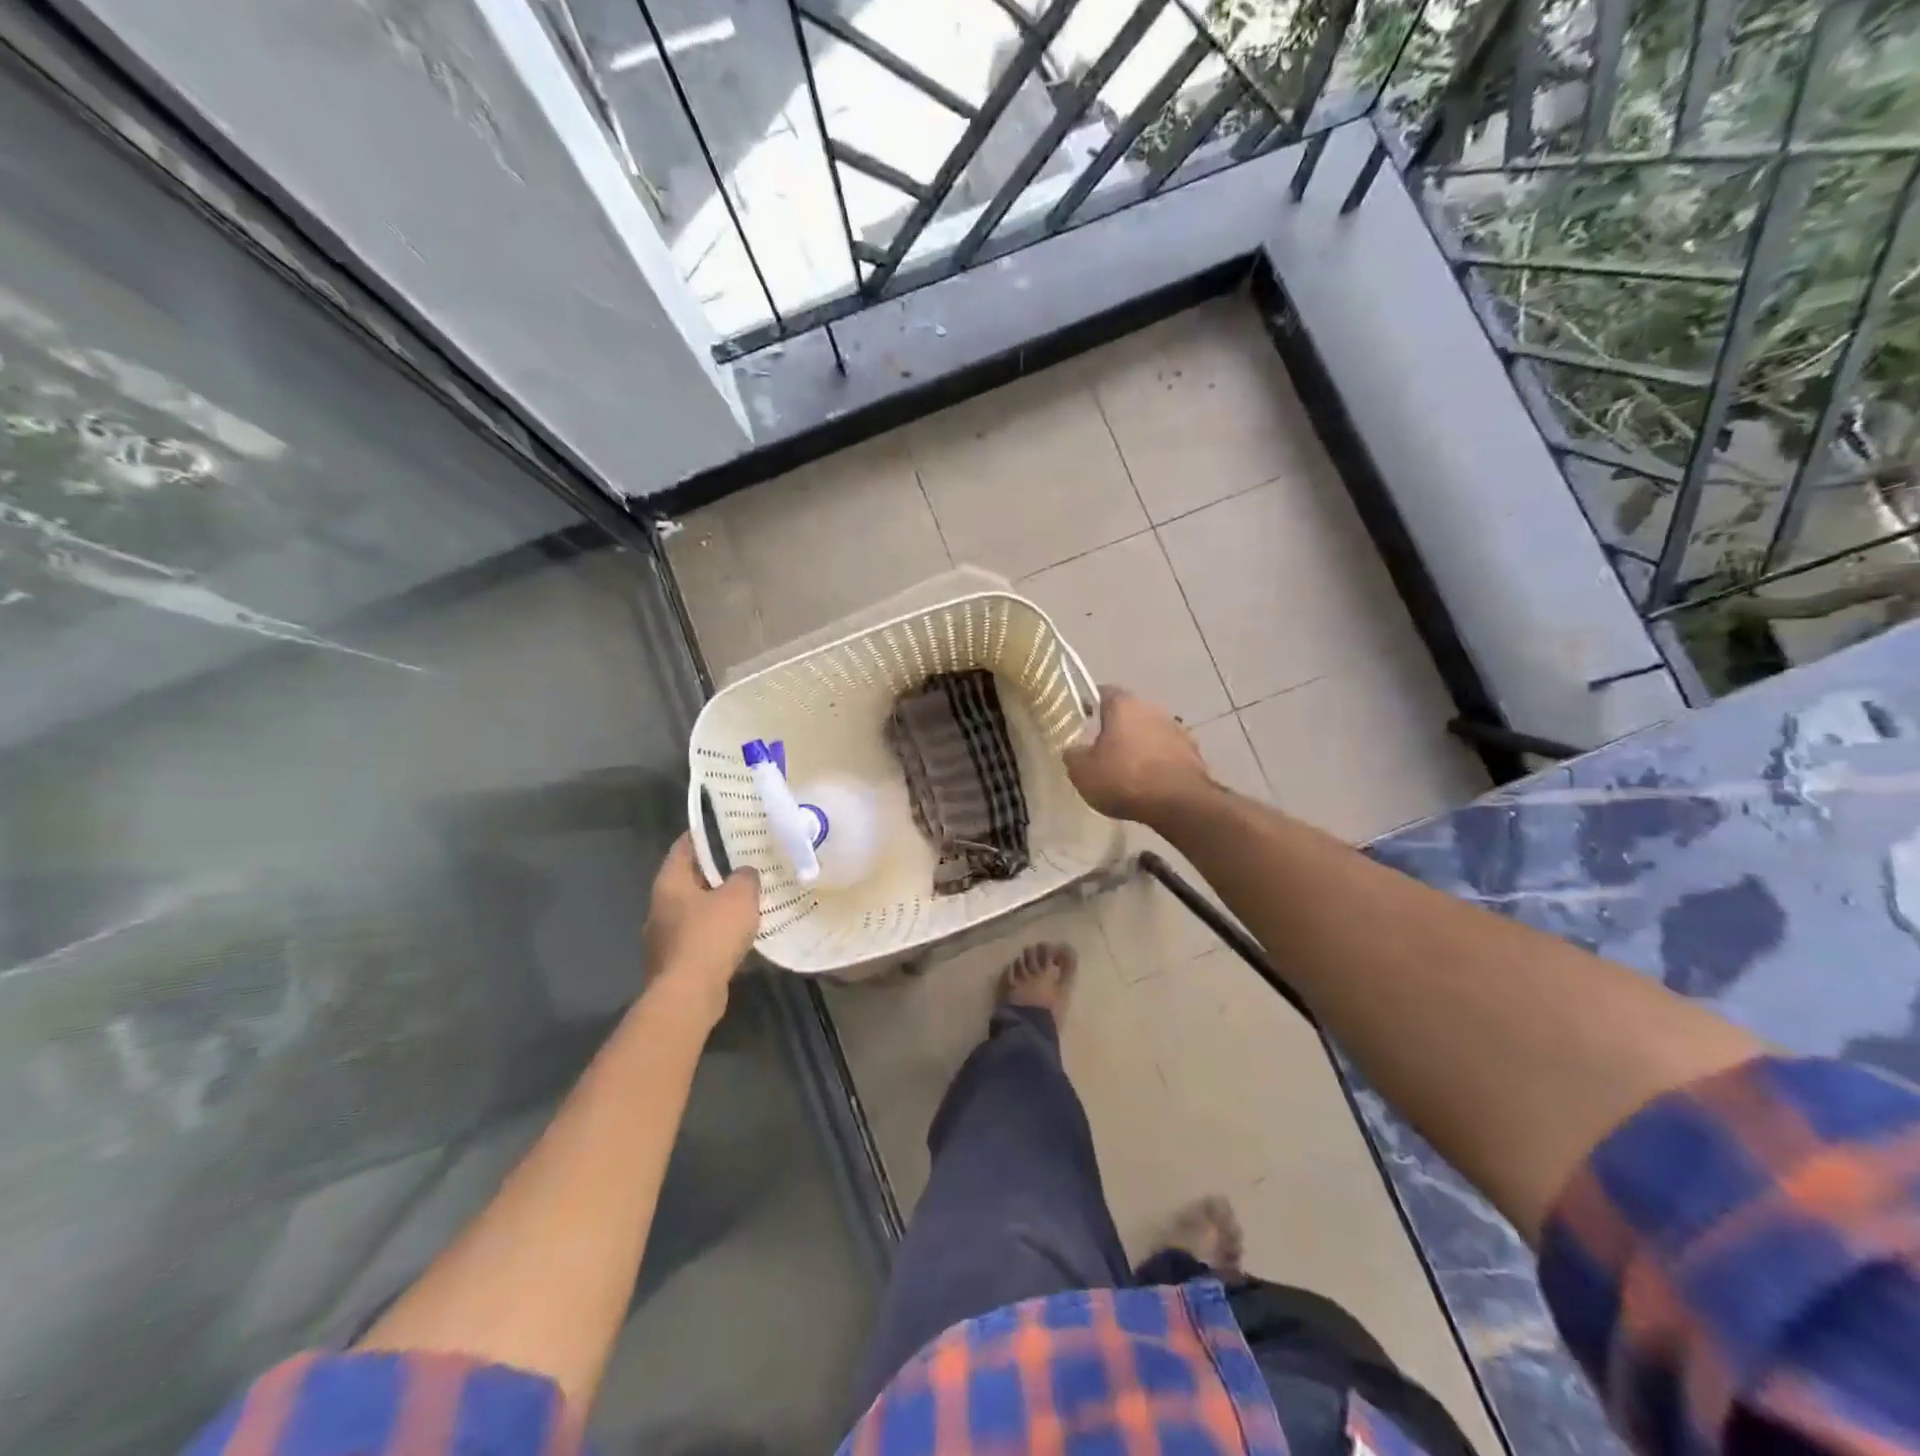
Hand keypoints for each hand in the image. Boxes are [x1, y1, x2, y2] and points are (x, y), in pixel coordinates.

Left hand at [643, 836, 759, 1007]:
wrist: (689, 994)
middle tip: (742, 864)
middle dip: (713, 872)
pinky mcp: (672, 963)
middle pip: (688, 880)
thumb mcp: (739, 896)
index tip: (725, 828)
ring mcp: (663, 937)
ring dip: (714, 905)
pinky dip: (714, 933)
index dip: (703, 835)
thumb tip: (745, 873)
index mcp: (669, 883)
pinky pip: (696, 937)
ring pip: (692, 910)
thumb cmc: (711, 935)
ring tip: (744, 900)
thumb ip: (745, 877)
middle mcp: (659, 907)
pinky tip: (735, 936)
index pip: (683, 847)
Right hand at [1064, 686, 1210, 825]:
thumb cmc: (1124, 779)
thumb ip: (1073, 755)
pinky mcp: (1194, 752)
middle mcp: (1152, 708)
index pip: (1103, 692)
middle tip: (1103, 750)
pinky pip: (1169, 752)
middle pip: (1129, 713)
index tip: (1083, 719)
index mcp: (1123, 705)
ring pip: (1151, 732)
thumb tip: (1073, 750)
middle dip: (1117, 728)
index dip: (1091, 704)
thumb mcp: (1082, 772)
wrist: (1179, 803)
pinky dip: (1160, 762)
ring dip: (1141, 745)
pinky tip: (1152, 782)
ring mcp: (1177, 729)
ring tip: (1129, 770)